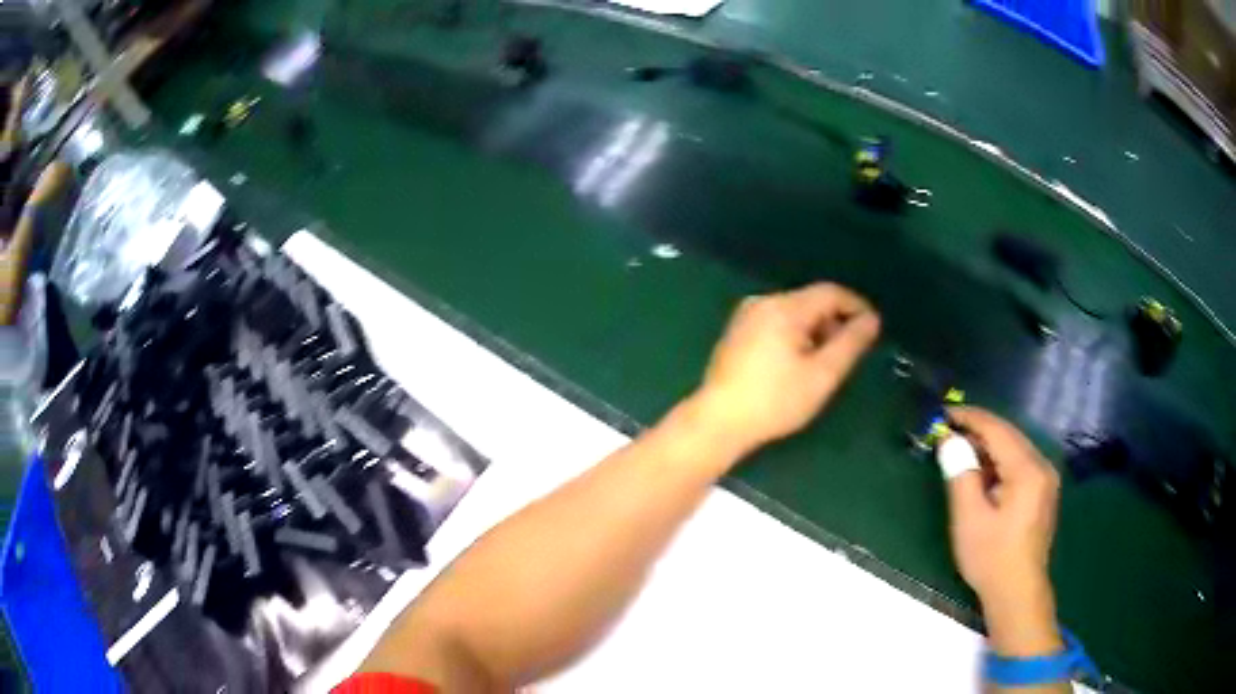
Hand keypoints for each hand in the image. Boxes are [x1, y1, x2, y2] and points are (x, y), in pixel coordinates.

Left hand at [690, 283, 879, 458]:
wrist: (717, 422)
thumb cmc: (775, 401)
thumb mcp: (822, 375)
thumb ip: (850, 343)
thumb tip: (872, 320)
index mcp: (784, 307)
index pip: (830, 292)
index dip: (856, 307)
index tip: (873, 329)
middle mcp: (763, 302)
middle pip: (811, 301)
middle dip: (834, 323)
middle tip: (848, 354)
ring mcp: (746, 316)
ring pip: (793, 313)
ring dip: (815, 332)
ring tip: (823, 364)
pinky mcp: (737, 332)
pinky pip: (776, 323)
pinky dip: (794, 336)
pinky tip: (796, 365)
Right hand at [945, 407, 1062, 656]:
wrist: (1017, 592)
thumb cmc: (991, 557)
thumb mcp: (969, 518)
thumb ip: (960, 475)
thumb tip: (949, 442)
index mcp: (1027, 470)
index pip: (997, 430)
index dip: (970, 418)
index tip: (944, 413)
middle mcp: (1041, 466)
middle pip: (1008, 436)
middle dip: (978, 432)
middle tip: (948, 434)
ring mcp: (1045, 479)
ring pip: (1014, 449)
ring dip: (987, 448)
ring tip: (960, 455)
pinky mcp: (1043, 492)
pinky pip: (1019, 464)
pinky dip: (999, 463)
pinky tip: (982, 475)